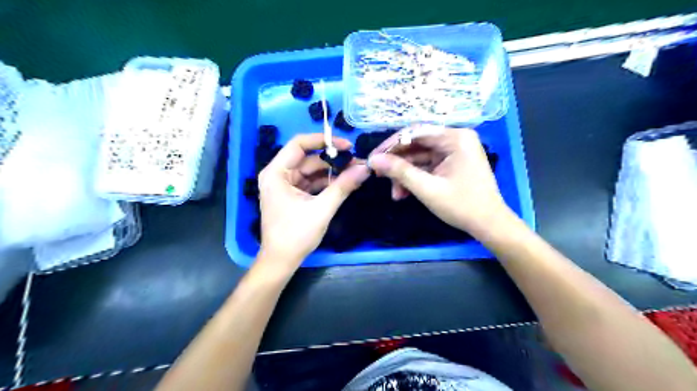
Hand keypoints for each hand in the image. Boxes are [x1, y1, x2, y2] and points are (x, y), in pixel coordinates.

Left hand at [258, 133, 369, 270]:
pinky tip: (344, 183)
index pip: (299, 144)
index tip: (347, 145)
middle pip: (308, 158)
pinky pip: (311, 182)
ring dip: (332, 172)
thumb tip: (365, 167)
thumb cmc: (296, 235)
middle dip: (332, 160)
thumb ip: (343, 186)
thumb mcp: (322, 209)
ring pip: (311, 171)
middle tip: (356, 162)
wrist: (281, 261)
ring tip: (355, 172)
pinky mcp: (292, 195)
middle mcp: (278, 174)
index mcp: (276, 173)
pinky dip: (326, 183)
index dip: (324, 141)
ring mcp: (284, 185)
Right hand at [370, 126, 509, 236]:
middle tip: (378, 175)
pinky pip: (427, 165)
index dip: (391, 145)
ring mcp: (454, 151)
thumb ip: (400, 172)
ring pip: (419, 157)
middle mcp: (455, 139)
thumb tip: (373, 160)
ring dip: (405, 174)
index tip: (373, 158)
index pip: (415, 132)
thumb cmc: (462, 206)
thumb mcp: (427, 188)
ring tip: (395, 193)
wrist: (489, 225)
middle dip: (397, 163)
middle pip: (416, 144)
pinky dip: (415, 178)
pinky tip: (404, 193)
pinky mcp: (452, 163)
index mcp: (455, 138)